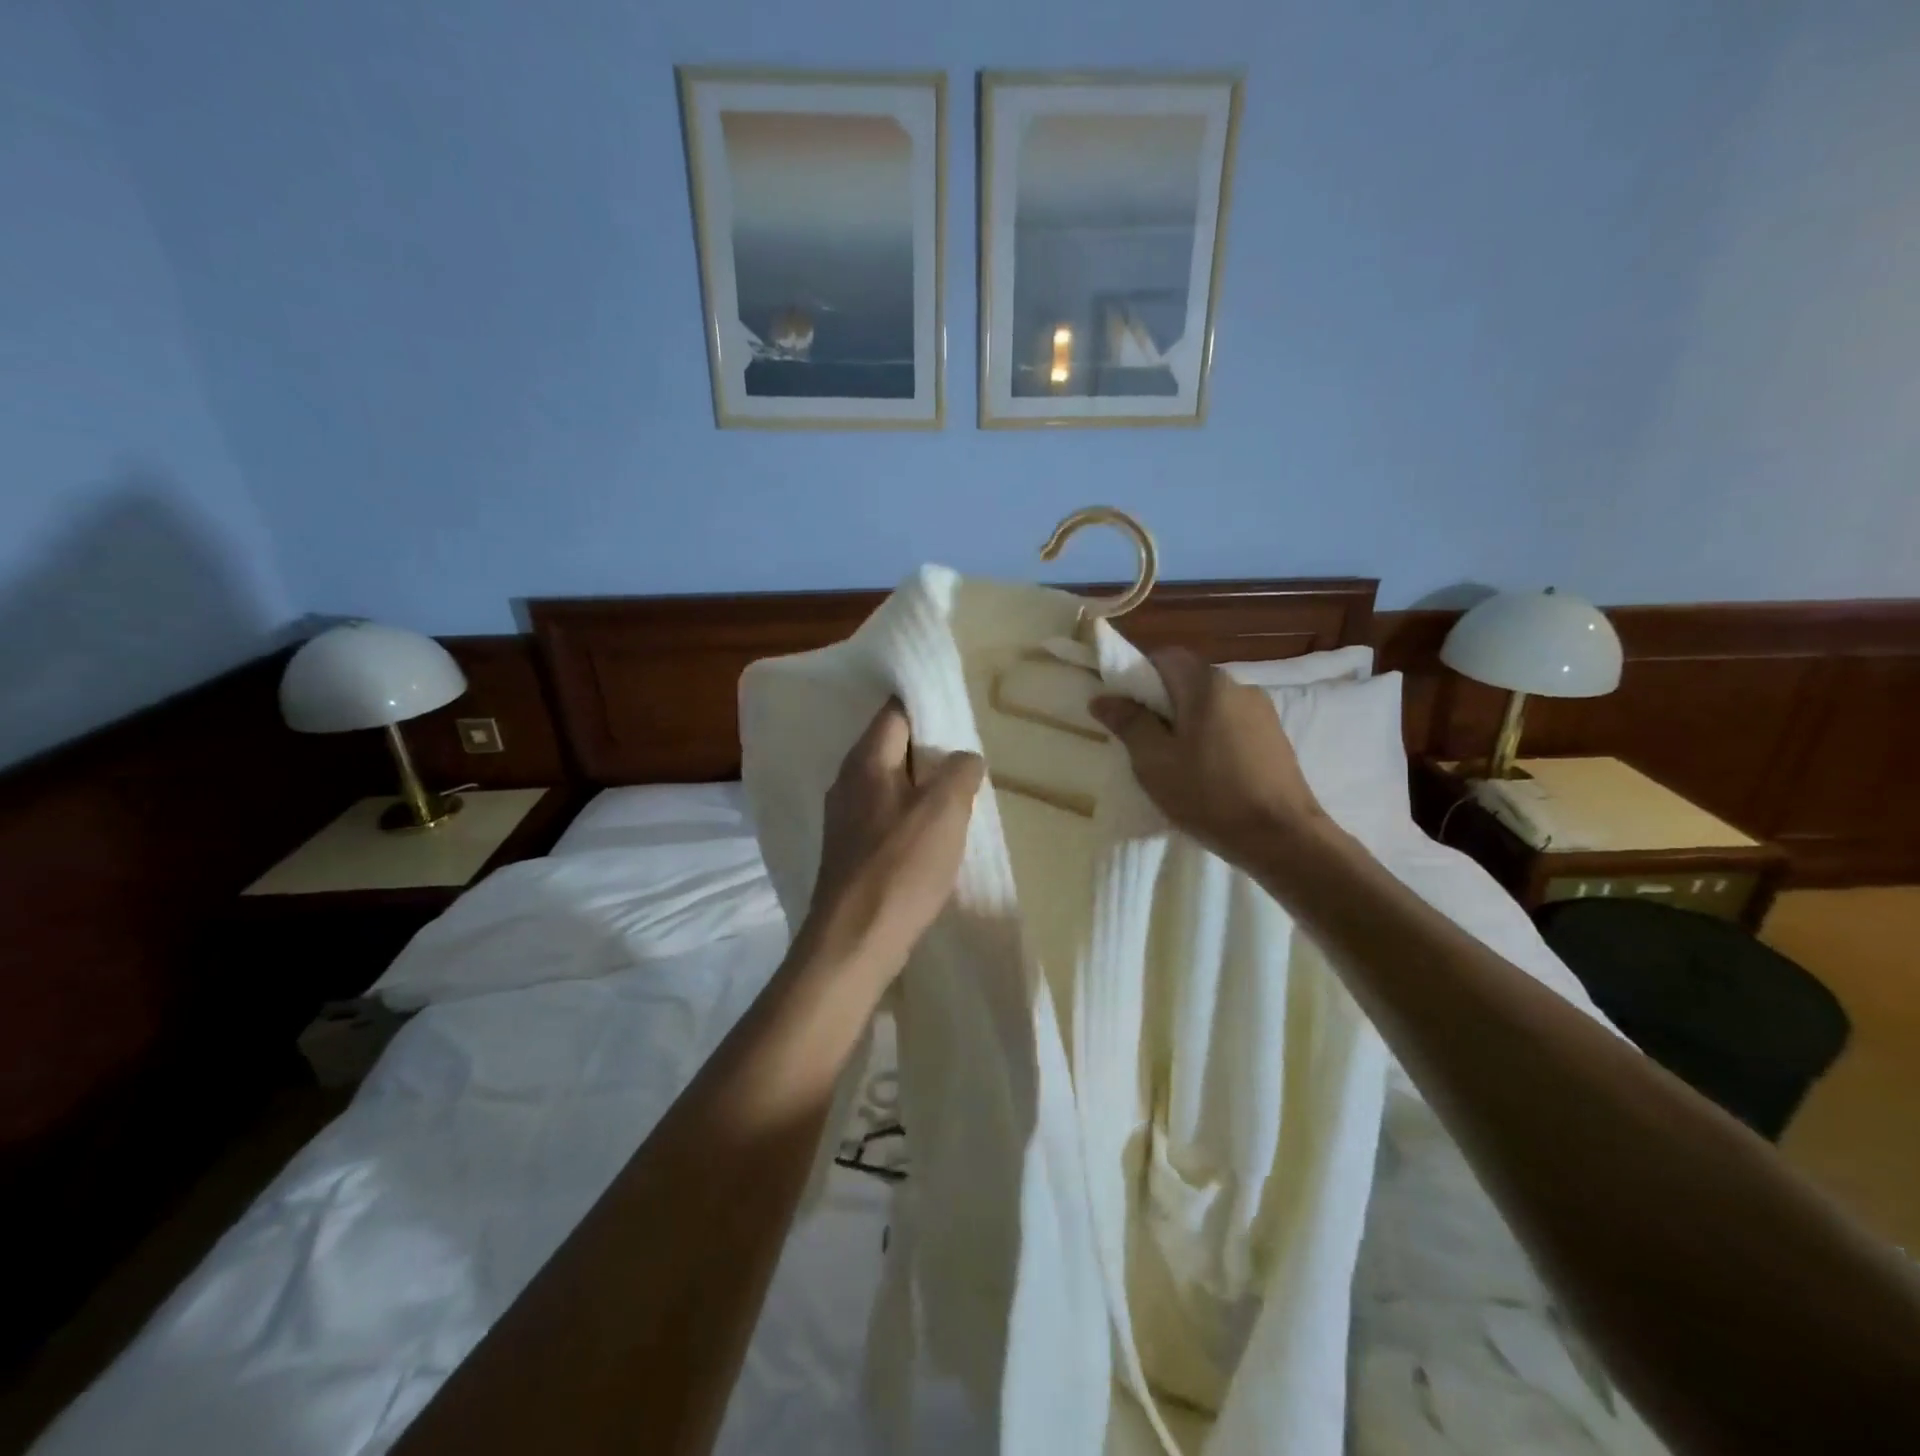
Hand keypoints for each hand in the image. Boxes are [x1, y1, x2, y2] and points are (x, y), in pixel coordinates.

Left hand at [801, 699, 985, 983]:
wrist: (854, 941)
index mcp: (866, 761)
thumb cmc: (900, 867)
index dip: (926, 708)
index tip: (959, 715)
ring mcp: (844, 819)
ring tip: (957, 798)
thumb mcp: (944, 810)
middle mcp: (847, 782)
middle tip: (966, 760)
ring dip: (921, 788)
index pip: (895, 713)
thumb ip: (959, 772)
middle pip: (891, 748)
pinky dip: (909, 817)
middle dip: (929, 751)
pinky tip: (932, 837)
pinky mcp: (849, 852)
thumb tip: (964, 758)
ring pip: (889, 785)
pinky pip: (884, 817)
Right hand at [1091, 648, 1326, 865]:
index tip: (1125, 708)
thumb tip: (1103, 698)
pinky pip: (1231, 723)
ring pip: (1210, 704)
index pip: (1165, 656)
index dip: (1139, 675)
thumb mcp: (1155, 761)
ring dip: (1187, 722)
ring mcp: (1262, 711)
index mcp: (1207, 684)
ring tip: (1175, 762)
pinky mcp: (1275, 737)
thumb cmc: (1210, 795)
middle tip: (1144, 741)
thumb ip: (1129, 723)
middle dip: (1162, 703)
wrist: (1282, 837)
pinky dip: (1212, 736)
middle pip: (1189, 680)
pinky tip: (1208, 772)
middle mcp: (1239, 686)